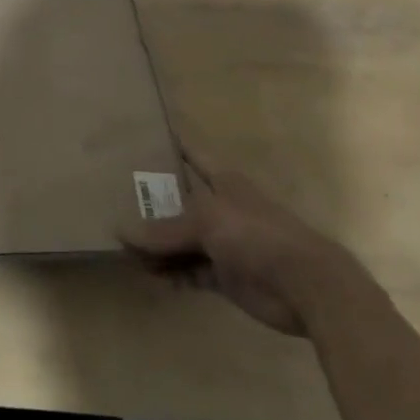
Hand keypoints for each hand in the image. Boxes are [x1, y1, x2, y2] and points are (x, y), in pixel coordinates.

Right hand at [120, 168, 368, 335]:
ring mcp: (223, 243)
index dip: (173, 144)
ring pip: (181, 240)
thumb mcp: (205, 222)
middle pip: (179, 202)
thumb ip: (163, 230)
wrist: (305, 285)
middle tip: (114, 199)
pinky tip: (147, 274)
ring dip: (157, 245)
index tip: (145, 134)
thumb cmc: (255, 234)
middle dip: (152, 204)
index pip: (193, 155)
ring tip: (121, 246)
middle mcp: (221, 208)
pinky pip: (189, 271)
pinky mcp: (225, 276)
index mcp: (223, 182)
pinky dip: (170, 273)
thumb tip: (120, 231)